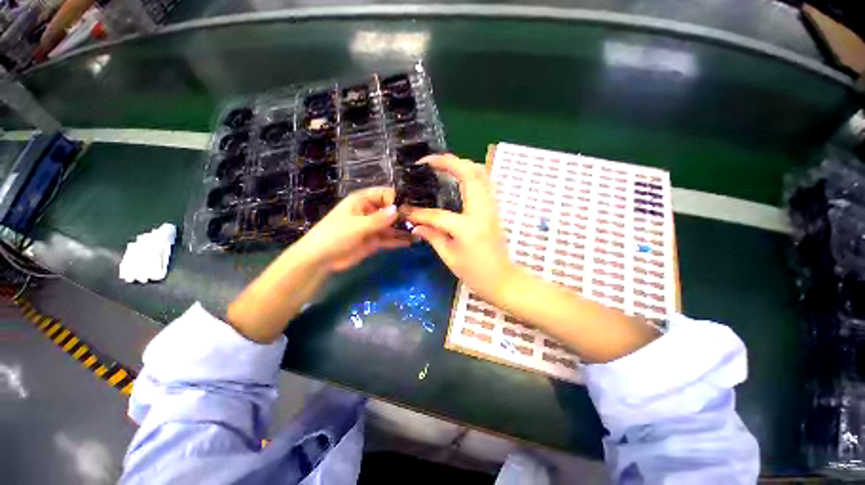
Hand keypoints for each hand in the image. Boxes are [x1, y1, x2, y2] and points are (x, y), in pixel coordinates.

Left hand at [297, 187, 410, 271]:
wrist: (321, 259)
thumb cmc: (335, 235)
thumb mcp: (358, 225)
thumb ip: (379, 219)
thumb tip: (398, 210)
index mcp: (363, 201)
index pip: (386, 194)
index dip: (399, 199)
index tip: (413, 207)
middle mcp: (371, 211)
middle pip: (392, 210)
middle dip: (405, 215)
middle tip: (422, 221)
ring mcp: (373, 227)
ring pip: (393, 225)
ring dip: (405, 229)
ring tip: (421, 232)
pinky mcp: (375, 240)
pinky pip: (390, 238)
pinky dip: (399, 240)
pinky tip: (412, 242)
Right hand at [408, 155, 656, 362]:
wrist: (502, 279)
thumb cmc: (475, 273)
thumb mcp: (449, 257)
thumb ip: (432, 236)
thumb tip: (415, 224)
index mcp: (468, 228)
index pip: (438, 215)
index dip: (420, 213)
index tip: (406, 210)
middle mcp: (482, 211)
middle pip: (469, 174)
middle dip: (448, 161)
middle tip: (427, 161)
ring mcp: (491, 208)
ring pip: (480, 174)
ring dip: (461, 164)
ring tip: (440, 165)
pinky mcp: (494, 208)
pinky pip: (484, 182)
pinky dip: (470, 173)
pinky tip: (457, 177)